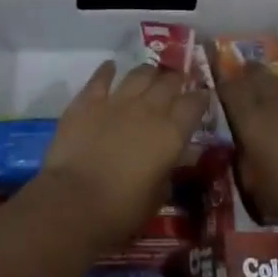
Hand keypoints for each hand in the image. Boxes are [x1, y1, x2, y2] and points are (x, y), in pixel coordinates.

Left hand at [40, 60, 208, 246]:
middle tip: (176, 84)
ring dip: (148, 73)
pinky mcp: (87, 102)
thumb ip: (169, 170)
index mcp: (172, 133)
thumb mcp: (159, 195)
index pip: (194, 104)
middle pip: (169, 81)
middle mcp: (148, 109)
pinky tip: (110, 67)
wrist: (75, 202)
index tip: (202, 98)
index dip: (200, 99)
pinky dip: (108, 70)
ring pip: (139, 73)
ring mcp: (116, 101)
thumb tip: (175, 157)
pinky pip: (101, 77)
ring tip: (149, 75)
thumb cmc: (122, 210)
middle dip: (175, 80)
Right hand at [217, 65, 277, 232]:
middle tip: (249, 80)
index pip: (230, 89)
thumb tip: (245, 151)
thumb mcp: (258, 189)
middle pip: (257, 73)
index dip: (225, 84)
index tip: (224, 85)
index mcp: (251, 121)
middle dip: (250, 74)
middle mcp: (276, 99)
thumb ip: (247, 163)